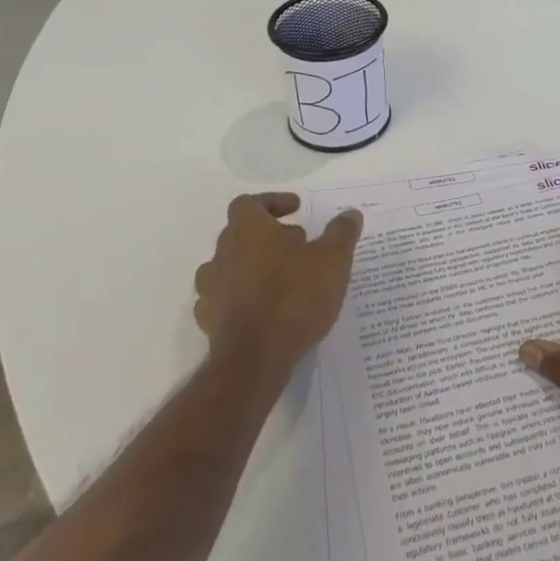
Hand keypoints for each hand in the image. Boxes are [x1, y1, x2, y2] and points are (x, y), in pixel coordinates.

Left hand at [193, 194, 362, 370]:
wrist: (254, 359)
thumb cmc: (294, 297)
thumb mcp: (332, 260)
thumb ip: (341, 233)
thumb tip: (351, 214)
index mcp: (248, 229)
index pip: (249, 203)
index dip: (273, 202)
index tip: (296, 209)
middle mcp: (223, 252)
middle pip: (240, 232)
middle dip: (268, 235)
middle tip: (297, 244)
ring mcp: (211, 287)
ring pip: (228, 265)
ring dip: (251, 266)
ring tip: (279, 277)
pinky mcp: (208, 320)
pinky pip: (221, 298)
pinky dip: (239, 297)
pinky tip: (260, 308)